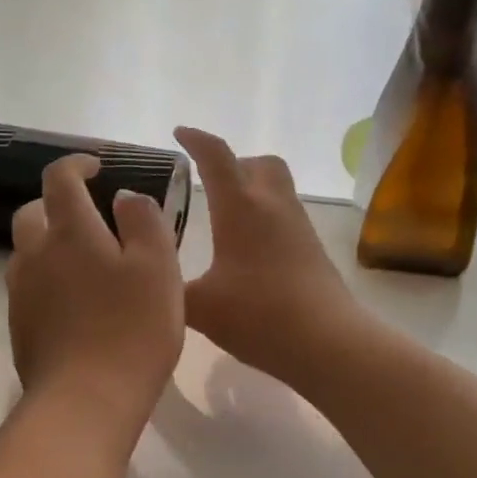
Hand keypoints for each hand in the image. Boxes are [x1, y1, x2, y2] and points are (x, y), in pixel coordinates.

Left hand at [6, 154, 185, 437]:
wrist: (85, 400)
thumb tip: (125, 197)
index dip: (76, 164)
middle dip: (56, 204)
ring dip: (49, 244)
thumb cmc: (132, 328)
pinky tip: (73, 304)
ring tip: (83, 263)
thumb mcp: (158, 267)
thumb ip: (145, 221)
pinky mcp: (18, 325)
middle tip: (89, 217)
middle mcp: (35, 253)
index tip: (96, 168)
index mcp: (70, 231)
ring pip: (26, 251)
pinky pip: (27, 286)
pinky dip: (46, 279)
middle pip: (32, 212)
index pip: (59, 177)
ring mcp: (20, 291)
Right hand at [175, 127, 359, 385]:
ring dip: (251, 189)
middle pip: (259, 163)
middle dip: (233, 163)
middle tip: (208, 182)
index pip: (216, 157)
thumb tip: (148, 272)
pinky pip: (285, 216)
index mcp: (240, 208)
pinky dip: (264, 217)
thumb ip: (168, 286)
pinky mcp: (313, 250)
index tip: (179, 134)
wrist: (327, 343)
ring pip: (277, 188)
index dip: (196, 140)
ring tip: (224, 217)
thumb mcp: (199, 307)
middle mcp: (273, 206)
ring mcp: (298, 227)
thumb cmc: (259, 316)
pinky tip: (247, 251)